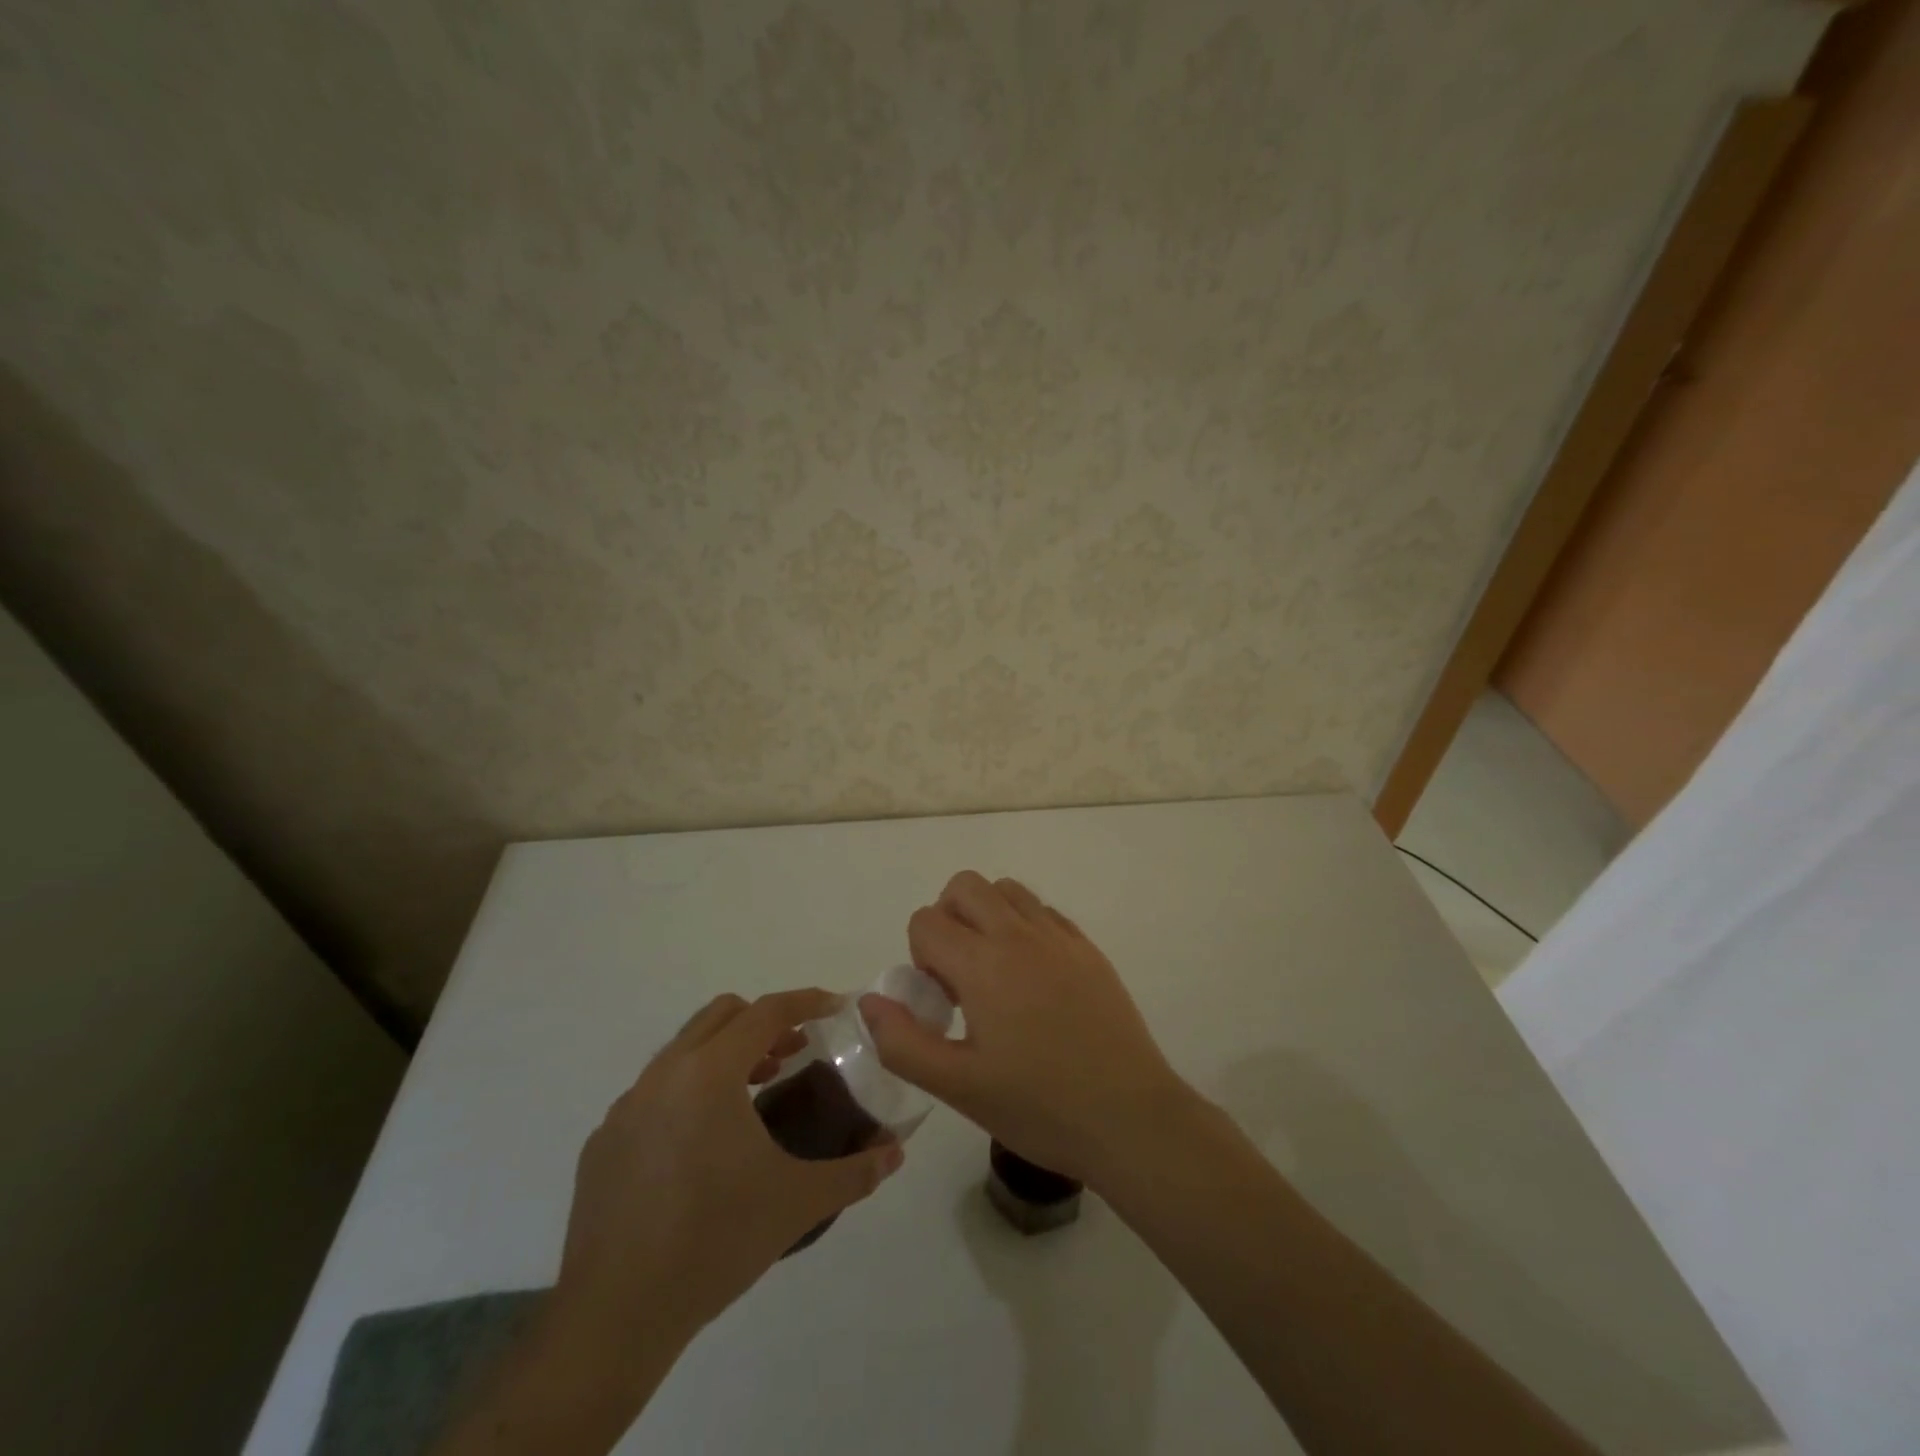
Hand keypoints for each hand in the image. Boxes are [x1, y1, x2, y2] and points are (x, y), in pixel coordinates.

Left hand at [552, 989, 903, 1350]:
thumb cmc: (715, 1243)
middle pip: (721, 1015)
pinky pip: (654, 1092)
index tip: (835, 1008)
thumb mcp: (798, 1202)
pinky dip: (688, 1091)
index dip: (806, 1002)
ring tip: (754, 1093)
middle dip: (764, 1022)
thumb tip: (895, 1153)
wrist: (615, 1317)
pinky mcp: (603, 1142)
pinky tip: (702, 1144)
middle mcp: (664, 1074)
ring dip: (726, 1054)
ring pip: (684, 1050)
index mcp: (709, 1074)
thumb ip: (855, 1172)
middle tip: (794, 1052)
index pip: (766, 1012)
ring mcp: (626, 1107)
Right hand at [859, 872, 1194, 1186]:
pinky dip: (1024, 926)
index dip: (919, 957)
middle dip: (947, 919)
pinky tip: (1033, 979)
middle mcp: (1019, 934)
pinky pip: (1043, 911)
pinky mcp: (1088, 948)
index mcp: (983, 963)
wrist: (1130, 1118)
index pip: (926, 920)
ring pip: (1007, 890)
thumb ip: (902, 1042)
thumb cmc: (1039, 1107)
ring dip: (986, 915)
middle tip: (958, 975)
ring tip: (994, 972)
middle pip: (964, 886)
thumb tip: (870, 1001)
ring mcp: (1059, 936)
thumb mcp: (958, 1087)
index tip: (941, 1001)